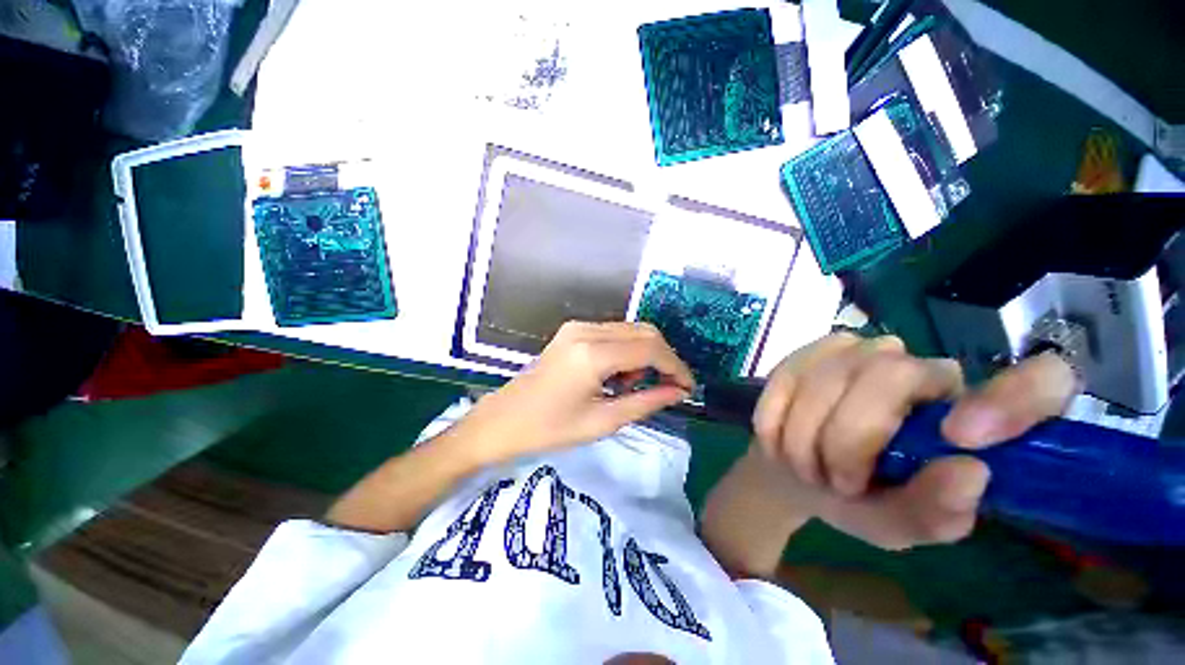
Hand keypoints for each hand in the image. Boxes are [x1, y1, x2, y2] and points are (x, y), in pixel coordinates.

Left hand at [458, 321, 694, 465]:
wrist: (503, 421)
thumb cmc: (549, 429)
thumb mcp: (603, 421)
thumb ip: (646, 402)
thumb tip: (678, 391)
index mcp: (592, 354)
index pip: (650, 348)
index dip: (676, 366)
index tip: (688, 387)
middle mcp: (586, 330)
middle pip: (644, 331)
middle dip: (663, 358)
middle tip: (665, 387)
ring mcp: (577, 327)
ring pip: (630, 330)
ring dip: (644, 354)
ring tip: (633, 385)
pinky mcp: (572, 331)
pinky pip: (613, 333)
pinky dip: (626, 351)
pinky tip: (617, 375)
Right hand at [751, 333, 1079, 549]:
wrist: (794, 471)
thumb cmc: (857, 500)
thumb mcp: (897, 525)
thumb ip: (933, 512)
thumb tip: (970, 472)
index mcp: (971, 418)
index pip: (1039, 382)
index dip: (1015, 397)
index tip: (964, 439)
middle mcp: (924, 369)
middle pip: (891, 376)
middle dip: (848, 437)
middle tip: (834, 481)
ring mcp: (864, 350)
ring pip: (829, 376)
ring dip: (804, 431)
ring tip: (803, 465)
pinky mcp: (812, 350)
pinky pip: (789, 373)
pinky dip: (776, 412)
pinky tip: (774, 437)